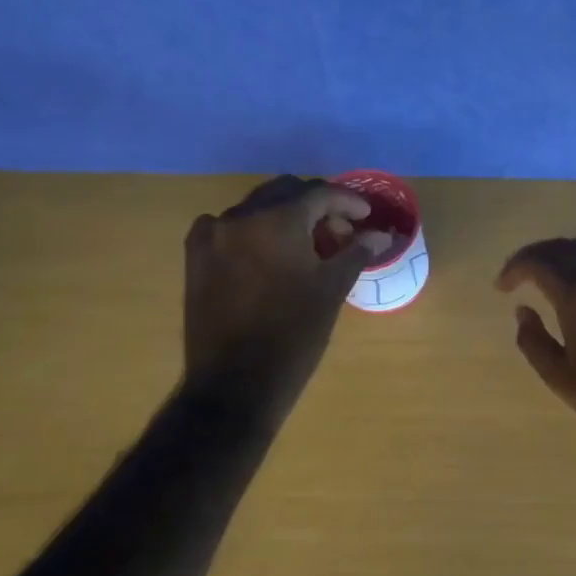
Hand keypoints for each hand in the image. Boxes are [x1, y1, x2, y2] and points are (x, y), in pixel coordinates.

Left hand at [183, 176, 390, 414]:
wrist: (236, 383)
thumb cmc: (294, 335)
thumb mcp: (332, 290)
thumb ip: (356, 253)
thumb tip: (379, 235)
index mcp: (277, 221)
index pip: (319, 192)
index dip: (348, 201)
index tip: (366, 216)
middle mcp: (240, 217)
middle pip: (286, 193)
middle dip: (317, 206)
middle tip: (340, 232)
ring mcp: (212, 236)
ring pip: (257, 209)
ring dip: (286, 217)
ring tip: (308, 247)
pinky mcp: (196, 257)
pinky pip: (229, 227)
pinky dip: (254, 231)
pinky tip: (267, 255)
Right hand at [496, 237, 575, 450]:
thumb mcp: (558, 375)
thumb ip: (533, 340)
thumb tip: (524, 311)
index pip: (539, 263)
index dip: (515, 268)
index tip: (502, 287)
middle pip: (566, 248)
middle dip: (537, 255)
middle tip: (519, 274)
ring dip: (569, 249)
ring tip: (554, 267)